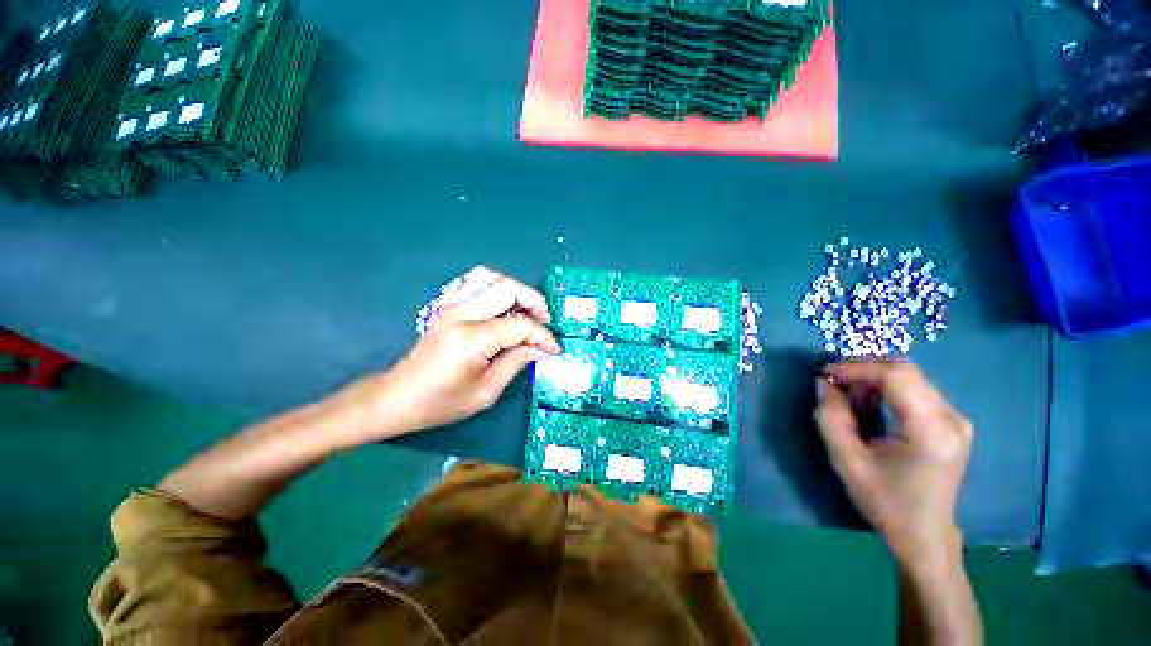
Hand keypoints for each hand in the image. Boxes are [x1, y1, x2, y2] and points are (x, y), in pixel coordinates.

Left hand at [337, 267, 560, 442]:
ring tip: (526, 310)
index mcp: (472, 339)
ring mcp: (450, 305)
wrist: (397, 397)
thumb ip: (516, 363)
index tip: (554, 349)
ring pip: (490, 277)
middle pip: (508, 288)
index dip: (543, 336)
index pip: (520, 325)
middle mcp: (461, 314)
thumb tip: (541, 349)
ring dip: (515, 289)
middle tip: (545, 322)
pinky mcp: (445, 306)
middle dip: (534, 302)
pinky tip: (501, 304)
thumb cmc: (441, 402)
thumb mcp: (486, 392)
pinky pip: (472, 281)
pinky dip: (493, 285)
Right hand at [814, 360, 972, 571]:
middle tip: (833, 382)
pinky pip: (916, 389)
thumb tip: (824, 383)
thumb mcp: (847, 461)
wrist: (923, 533)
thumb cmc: (885, 501)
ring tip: (850, 397)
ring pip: (910, 377)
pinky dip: (887, 388)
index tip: (826, 374)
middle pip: (905, 371)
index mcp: (930, 432)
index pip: (896, 377)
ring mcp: (956, 419)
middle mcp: (951, 419)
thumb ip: (831, 417)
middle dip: (863, 370)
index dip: (857, 369)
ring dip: (873, 379)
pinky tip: (871, 404)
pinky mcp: (952, 422)